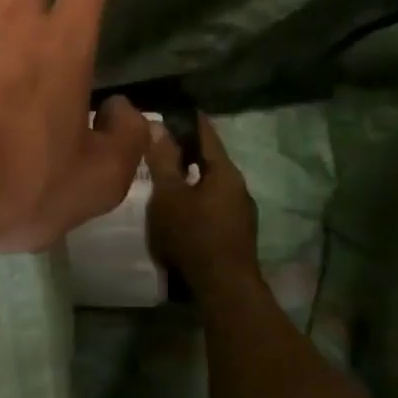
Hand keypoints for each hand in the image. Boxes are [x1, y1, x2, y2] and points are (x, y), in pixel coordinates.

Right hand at [146, 113, 259, 296]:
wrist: (223, 286)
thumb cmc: (193, 234)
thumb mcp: (169, 195)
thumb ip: (163, 160)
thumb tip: (157, 125)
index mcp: (225, 172)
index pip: (207, 134)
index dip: (190, 120)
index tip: (174, 110)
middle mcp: (238, 187)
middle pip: (211, 160)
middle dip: (187, 151)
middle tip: (161, 144)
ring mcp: (241, 212)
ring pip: (212, 185)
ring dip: (192, 178)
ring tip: (166, 177)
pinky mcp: (236, 233)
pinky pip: (213, 205)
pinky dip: (196, 199)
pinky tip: (180, 209)